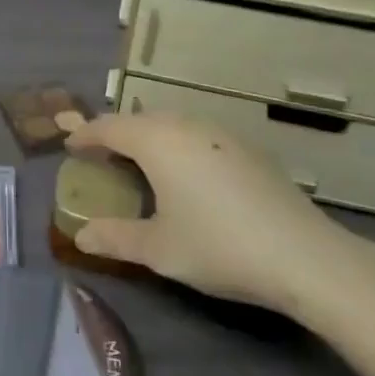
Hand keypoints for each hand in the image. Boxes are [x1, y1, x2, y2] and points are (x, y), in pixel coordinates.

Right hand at [58, 110, 374, 320]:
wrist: (304, 255)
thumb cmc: (218, 247)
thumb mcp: (159, 249)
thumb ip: (115, 238)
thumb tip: (80, 236)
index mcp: (158, 142)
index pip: (110, 127)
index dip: (86, 136)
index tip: (70, 147)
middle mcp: (187, 126)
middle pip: (142, 120)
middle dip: (118, 134)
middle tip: (102, 157)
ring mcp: (223, 134)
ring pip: (173, 124)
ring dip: (150, 138)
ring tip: (141, 164)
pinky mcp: (249, 149)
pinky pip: (199, 135)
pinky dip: (180, 146)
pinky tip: (188, 175)